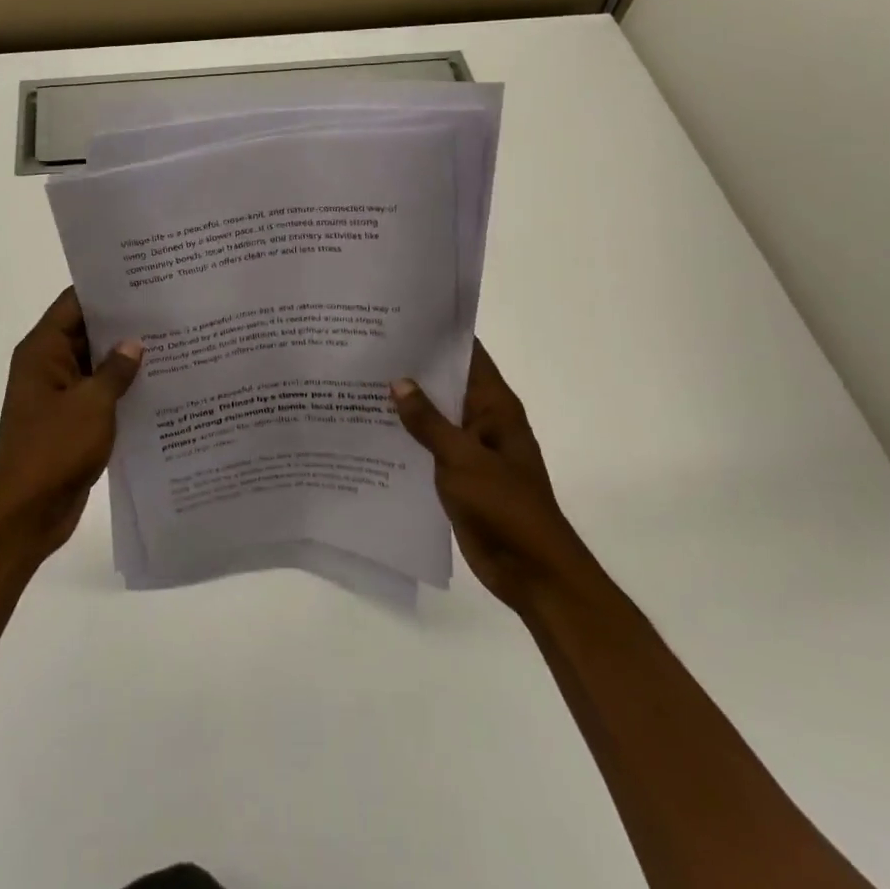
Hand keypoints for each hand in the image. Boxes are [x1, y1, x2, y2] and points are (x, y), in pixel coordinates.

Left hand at [0, 288, 142, 561]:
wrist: (27, 512)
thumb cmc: (54, 449)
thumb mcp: (93, 404)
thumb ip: (116, 370)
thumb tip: (134, 343)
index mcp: (42, 351)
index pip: (74, 304)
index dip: (106, 291)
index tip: (143, 280)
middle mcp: (47, 366)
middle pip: (86, 332)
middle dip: (123, 324)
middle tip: (168, 309)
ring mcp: (58, 395)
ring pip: (95, 365)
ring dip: (125, 359)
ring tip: (172, 342)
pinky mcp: (71, 421)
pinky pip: (98, 394)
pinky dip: (121, 389)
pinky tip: (159, 385)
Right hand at [392, 342, 597, 613]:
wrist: (531, 571)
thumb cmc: (505, 506)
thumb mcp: (462, 459)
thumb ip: (428, 421)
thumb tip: (398, 382)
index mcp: (496, 407)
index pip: (469, 356)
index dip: (440, 335)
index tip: (401, 317)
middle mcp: (483, 421)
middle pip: (446, 383)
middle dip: (413, 367)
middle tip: (367, 346)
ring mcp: (470, 449)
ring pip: (434, 416)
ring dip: (405, 404)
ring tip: (358, 382)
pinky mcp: (457, 475)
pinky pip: (428, 447)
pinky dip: (405, 437)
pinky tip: (370, 430)